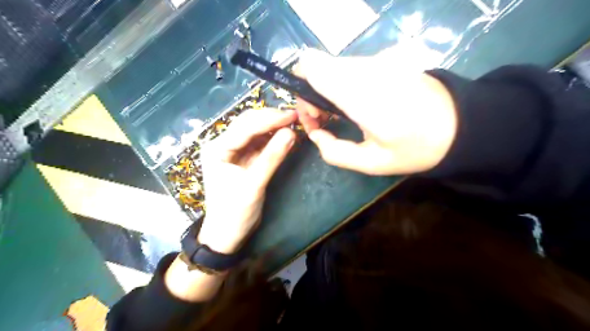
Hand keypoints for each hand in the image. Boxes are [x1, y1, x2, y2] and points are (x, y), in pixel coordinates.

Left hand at [197, 108, 296, 253]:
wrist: (227, 234)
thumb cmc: (235, 212)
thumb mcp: (254, 185)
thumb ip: (272, 157)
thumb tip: (291, 133)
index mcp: (218, 149)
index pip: (246, 126)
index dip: (270, 119)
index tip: (293, 115)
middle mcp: (223, 145)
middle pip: (249, 124)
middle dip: (272, 119)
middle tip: (296, 117)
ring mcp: (234, 152)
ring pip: (255, 132)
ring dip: (274, 128)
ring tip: (294, 125)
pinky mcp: (244, 160)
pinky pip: (260, 144)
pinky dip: (273, 140)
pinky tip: (286, 137)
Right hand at [295, 48, 455, 175]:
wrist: (461, 124)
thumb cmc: (416, 148)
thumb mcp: (372, 164)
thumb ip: (335, 152)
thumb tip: (315, 134)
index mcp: (361, 95)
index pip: (312, 68)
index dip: (301, 90)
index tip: (314, 116)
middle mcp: (366, 69)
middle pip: (317, 66)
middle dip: (311, 94)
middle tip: (326, 121)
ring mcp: (378, 60)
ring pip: (333, 67)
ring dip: (327, 89)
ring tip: (343, 115)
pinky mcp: (386, 59)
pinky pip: (350, 68)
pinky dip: (343, 83)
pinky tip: (358, 103)